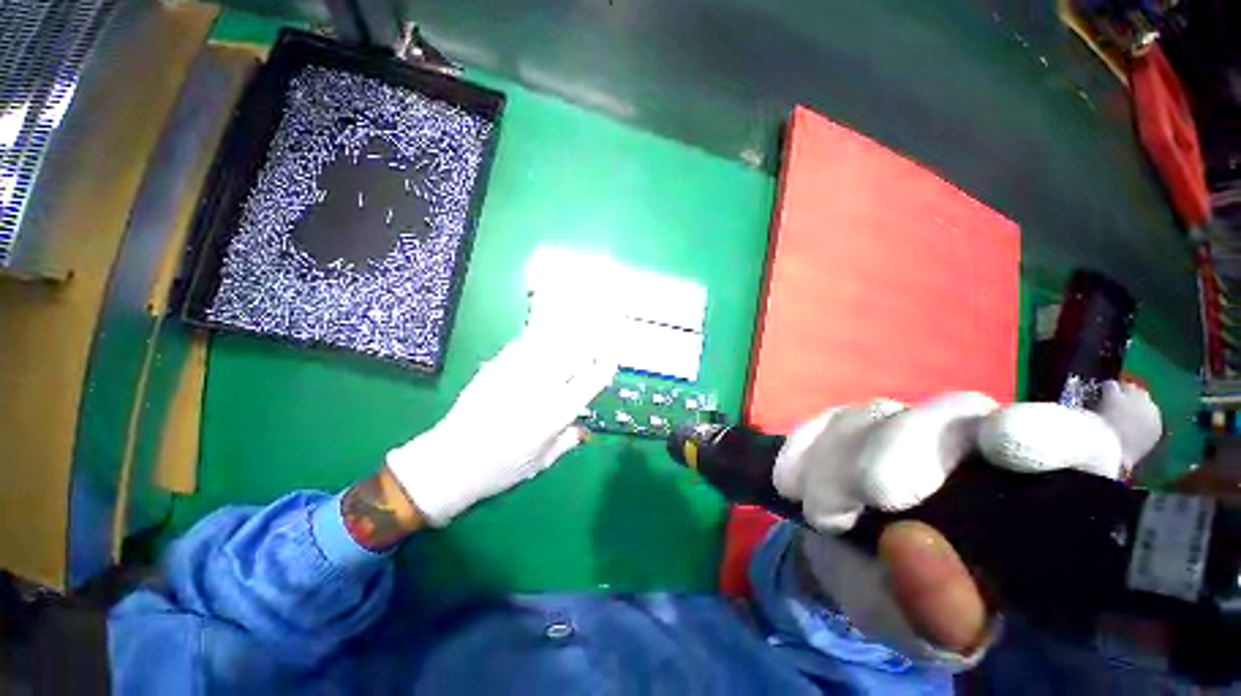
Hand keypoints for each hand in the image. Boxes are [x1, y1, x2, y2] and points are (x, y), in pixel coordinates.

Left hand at [385, 321, 617, 526]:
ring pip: (550, 342)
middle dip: (588, 343)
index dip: (605, 366)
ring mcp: (518, 373)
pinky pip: (524, 344)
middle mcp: (542, 387)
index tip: (611, 358)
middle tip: (596, 338)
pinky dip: (537, 337)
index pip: (591, 381)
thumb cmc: (501, 470)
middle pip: (573, 353)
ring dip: (567, 333)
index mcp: (556, 413)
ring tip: (575, 326)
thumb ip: (566, 441)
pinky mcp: (497, 367)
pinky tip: (540, 336)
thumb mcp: (541, 462)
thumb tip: (582, 429)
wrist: (449, 462)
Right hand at [782, 383, 1161, 662]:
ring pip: (878, 414)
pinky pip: (825, 420)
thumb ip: (939, 607)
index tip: (1010, 446)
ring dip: (840, 459)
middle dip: (908, 448)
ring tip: (820, 513)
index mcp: (1036, 498)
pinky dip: (805, 448)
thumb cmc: (917, 606)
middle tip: (872, 494)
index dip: (1060, 431)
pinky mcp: (850, 425)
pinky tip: (791, 482)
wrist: (848, 568)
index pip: (1086, 439)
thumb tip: (911, 544)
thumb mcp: (936, 632)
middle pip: (958, 413)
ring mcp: (906, 427)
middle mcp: (976, 446)